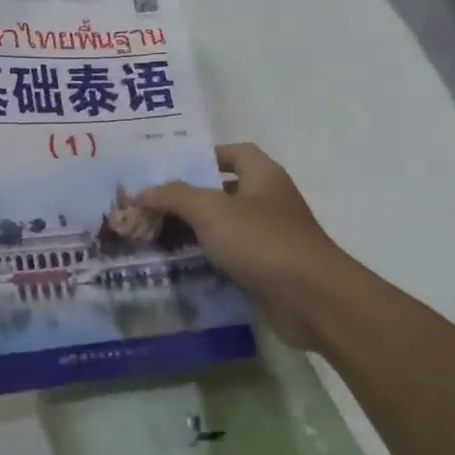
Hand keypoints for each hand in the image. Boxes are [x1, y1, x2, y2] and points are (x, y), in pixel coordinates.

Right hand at [138, 144, 359, 348]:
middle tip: (150, 206)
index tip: (170, 168)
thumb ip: (174, 196)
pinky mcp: (267, 270)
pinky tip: (178, 267)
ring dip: (193, 233)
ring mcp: (270, 238)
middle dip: (187, 199)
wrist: (313, 301)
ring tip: (154, 237)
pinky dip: (207, 261)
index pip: (234, 153)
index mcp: (263, 176)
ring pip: (223, 228)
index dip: (204, 156)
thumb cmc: (263, 242)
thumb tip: (142, 193)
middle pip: (223, 192)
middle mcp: (268, 202)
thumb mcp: (211, 210)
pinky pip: (230, 258)